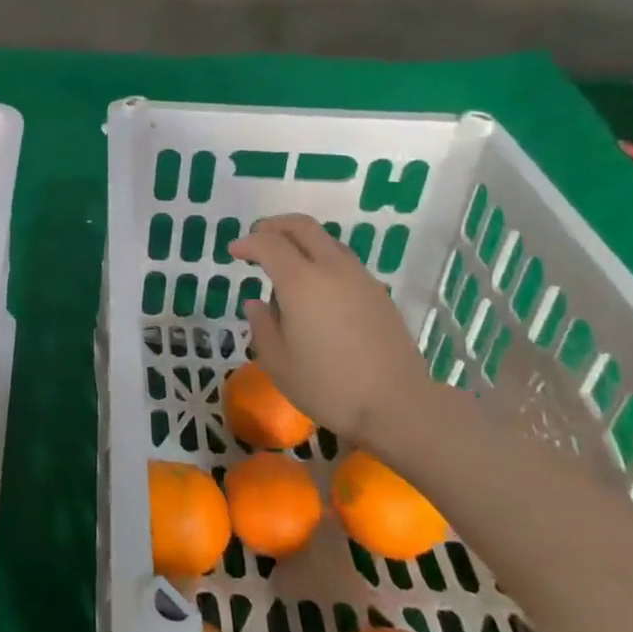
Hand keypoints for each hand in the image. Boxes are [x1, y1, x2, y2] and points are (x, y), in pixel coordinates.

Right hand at [228, 214, 431, 441]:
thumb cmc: (329, 387)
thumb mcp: (278, 363)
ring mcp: (359, 278)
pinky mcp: (378, 292)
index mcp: (301, 282)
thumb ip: (262, 326)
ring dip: (301, 240)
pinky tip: (316, 286)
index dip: (247, 243)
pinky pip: (343, 260)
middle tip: (257, 239)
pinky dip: (321, 258)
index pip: (268, 243)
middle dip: (274, 226)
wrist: (399, 405)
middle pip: (301, 226)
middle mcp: (331, 268)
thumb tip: (256, 303)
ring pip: (326, 239)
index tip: (234, 253)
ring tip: (285, 263)